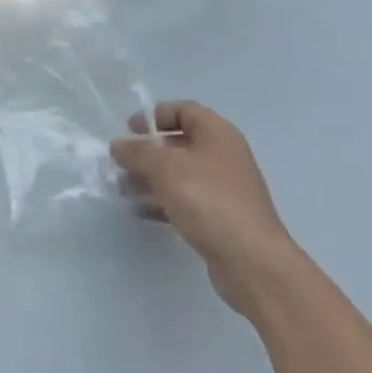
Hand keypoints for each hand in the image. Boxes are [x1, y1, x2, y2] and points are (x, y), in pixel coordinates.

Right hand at [111, 100, 300, 315]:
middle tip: (120, 163)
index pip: (183, 110)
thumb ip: (137, 152)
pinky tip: (141, 211)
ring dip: (149, 178)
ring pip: (179, 174)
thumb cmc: (209, 201)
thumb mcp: (166, 168)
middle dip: (146, 151)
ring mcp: (223, 188)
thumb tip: (118, 145)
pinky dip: (162, 201)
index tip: (129, 130)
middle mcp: (223, 156)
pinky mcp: (219, 217)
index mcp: (218, 134)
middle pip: (178, 143)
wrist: (253, 262)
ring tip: (123, 189)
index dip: (155, 115)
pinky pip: (185, 200)